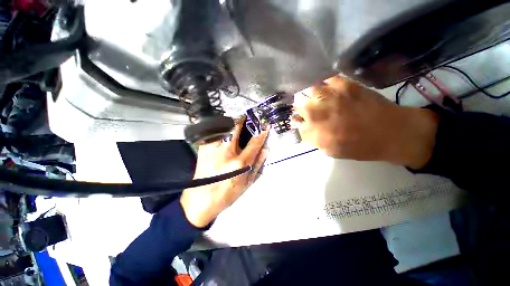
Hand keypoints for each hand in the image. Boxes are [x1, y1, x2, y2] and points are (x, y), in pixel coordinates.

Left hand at [180, 117, 268, 227]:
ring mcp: (213, 149)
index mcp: (240, 164)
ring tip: (235, 121)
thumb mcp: (247, 183)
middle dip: (243, 118)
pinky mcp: (203, 148)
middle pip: (236, 127)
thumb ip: (258, 165)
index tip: (265, 124)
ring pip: (223, 127)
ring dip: (230, 122)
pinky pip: (212, 133)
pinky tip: (222, 130)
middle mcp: (227, 153)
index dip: (262, 131)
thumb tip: (265, 149)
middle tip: (247, 116)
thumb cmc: (226, 194)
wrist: (202, 199)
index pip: (255, 142)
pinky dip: (219, 129)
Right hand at [293, 76, 438, 168]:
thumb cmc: (366, 147)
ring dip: (314, 93)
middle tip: (312, 107)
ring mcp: (333, 97)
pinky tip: (333, 87)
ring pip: (311, 90)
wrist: (391, 131)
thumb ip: (320, 141)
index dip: (301, 123)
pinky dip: (328, 82)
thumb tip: (308, 130)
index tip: (304, 121)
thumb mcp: (339, 152)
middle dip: (303, 107)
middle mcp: (322, 115)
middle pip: (300, 106)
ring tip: (323, 95)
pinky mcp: (345, 84)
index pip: (299, 126)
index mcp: (320, 136)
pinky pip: (328, 79)